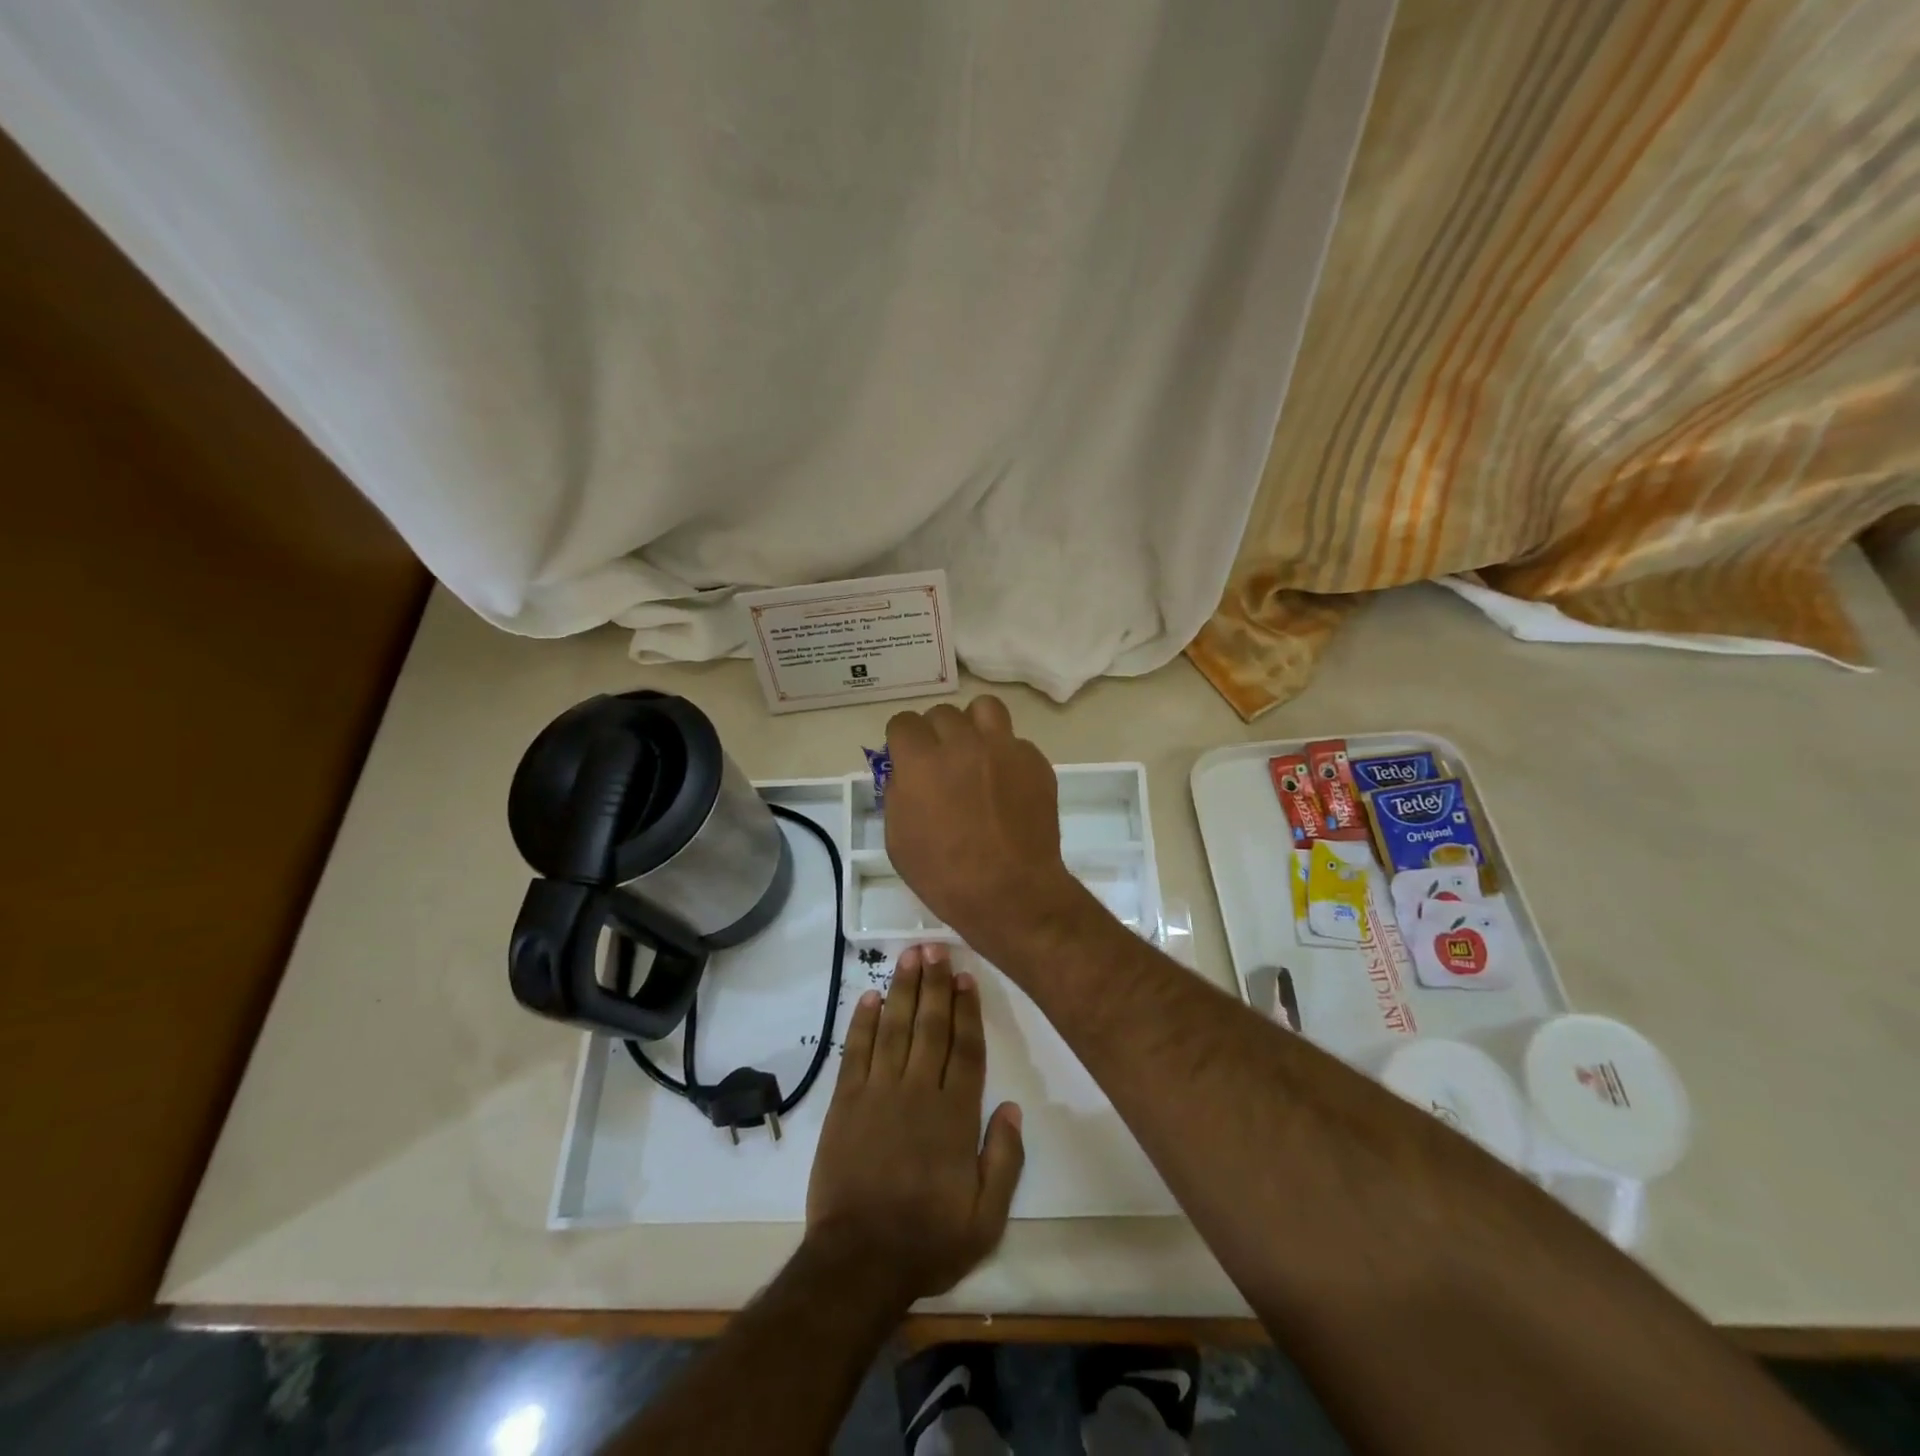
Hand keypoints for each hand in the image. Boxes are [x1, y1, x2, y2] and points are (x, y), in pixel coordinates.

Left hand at [806, 943, 1024, 1303]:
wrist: (859, 1261)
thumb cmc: (928, 1239)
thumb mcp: (987, 1217)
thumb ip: (1005, 1159)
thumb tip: (1013, 1107)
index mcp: (954, 1115)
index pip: (965, 1048)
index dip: (967, 1009)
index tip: (965, 977)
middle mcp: (917, 1092)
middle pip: (930, 1026)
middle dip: (934, 984)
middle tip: (935, 947)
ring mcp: (878, 1093)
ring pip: (894, 1028)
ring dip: (901, 990)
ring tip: (908, 956)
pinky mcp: (846, 1103)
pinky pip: (856, 1052)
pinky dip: (862, 1022)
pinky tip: (869, 997)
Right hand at [884, 697, 1085, 959]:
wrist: (1011, 892)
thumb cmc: (945, 875)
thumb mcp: (898, 839)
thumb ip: (897, 794)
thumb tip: (905, 772)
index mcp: (922, 762)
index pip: (903, 722)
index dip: (902, 740)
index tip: (906, 758)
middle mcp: (962, 744)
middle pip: (942, 713)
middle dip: (935, 734)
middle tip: (940, 762)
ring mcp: (1003, 749)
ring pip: (984, 708)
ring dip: (973, 725)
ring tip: (974, 752)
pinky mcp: (1035, 761)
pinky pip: (1014, 741)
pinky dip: (1005, 754)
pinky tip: (1005, 783)